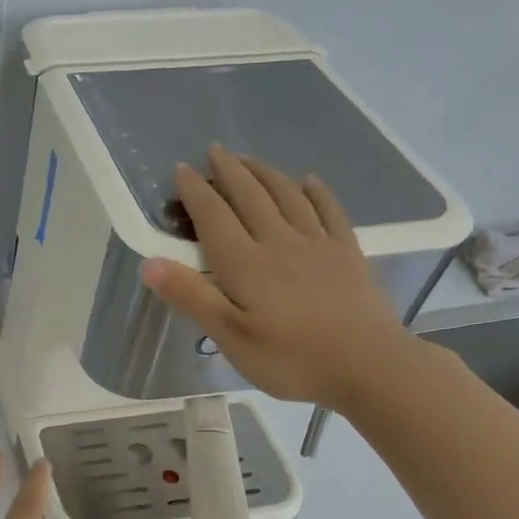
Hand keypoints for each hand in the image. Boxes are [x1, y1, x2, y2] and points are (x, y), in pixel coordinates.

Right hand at [140, 146, 416, 408]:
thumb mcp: (230, 337)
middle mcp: (279, 243)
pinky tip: (308, 181)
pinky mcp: (347, 253)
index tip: (180, 169)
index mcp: (246, 264)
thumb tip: (150, 262)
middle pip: (251, 196)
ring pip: (287, 196)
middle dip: (229, 171)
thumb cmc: (290, 359)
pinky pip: (329, 210)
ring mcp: (318, 245)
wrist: (369, 367)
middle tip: (214, 151)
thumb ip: (192, 296)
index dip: (196, 191)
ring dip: (265, 173)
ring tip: (249, 159)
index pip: (214, 216)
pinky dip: (315, 191)